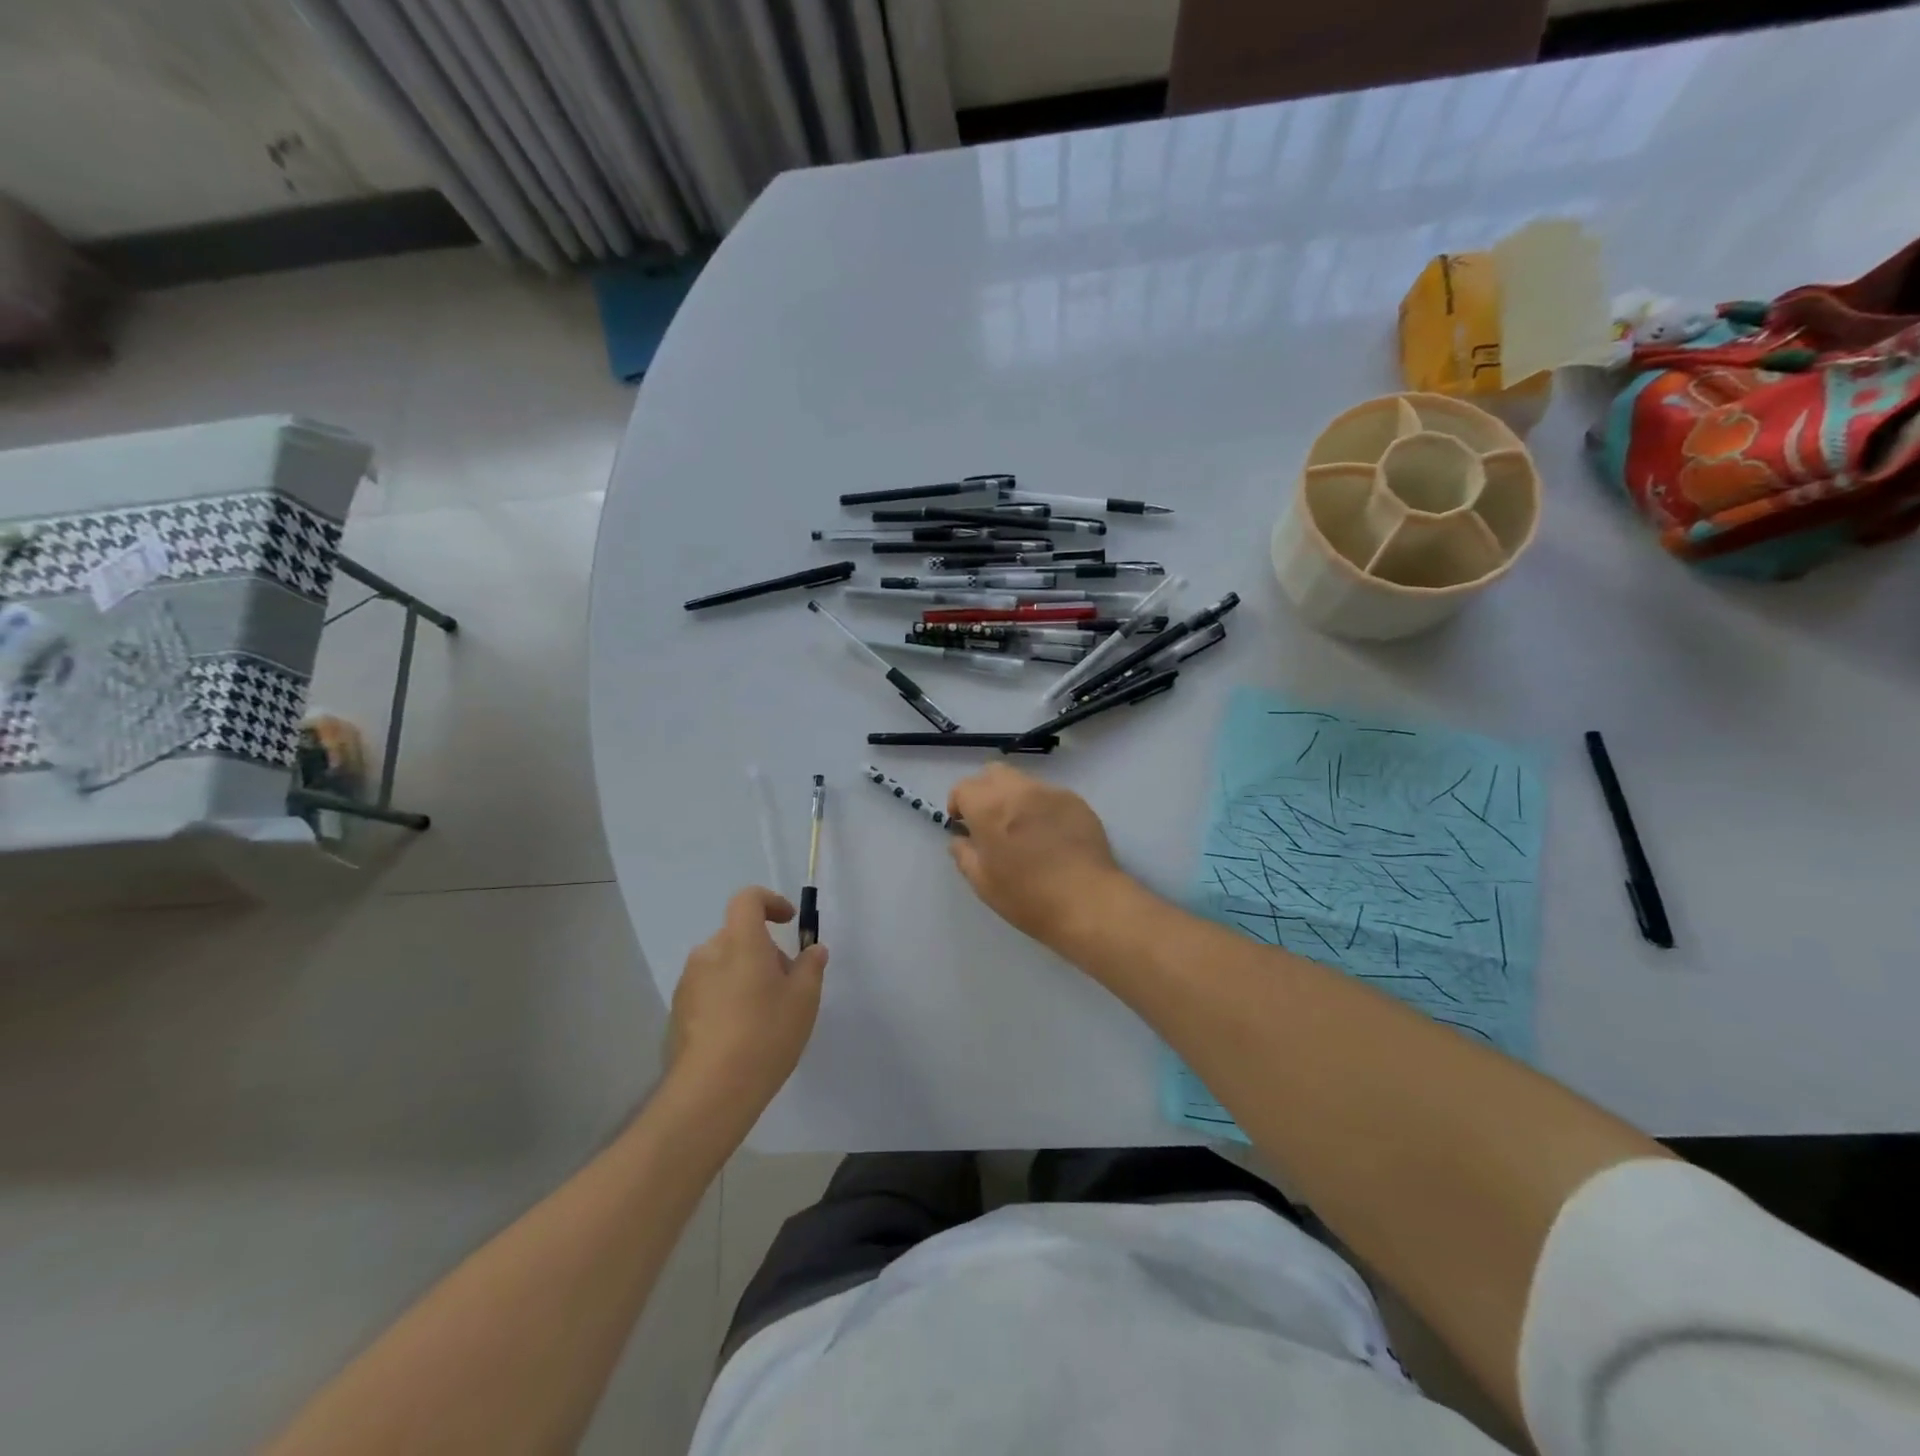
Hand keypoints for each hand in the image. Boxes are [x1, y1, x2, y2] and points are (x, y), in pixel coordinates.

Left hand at [667, 888, 826, 1125]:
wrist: (711, 1091)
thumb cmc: (765, 1034)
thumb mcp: (804, 999)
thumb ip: (810, 966)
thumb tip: (812, 950)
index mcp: (740, 941)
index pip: (748, 899)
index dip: (770, 902)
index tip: (788, 922)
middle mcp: (709, 953)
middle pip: (738, 935)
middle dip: (763, 950)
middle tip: (786, 984)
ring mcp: (688, 983)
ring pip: (722, 964)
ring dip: (744, 974)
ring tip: (765, 1013)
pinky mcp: (677, 1012)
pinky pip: (708, 990)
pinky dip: (726, 997)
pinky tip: (741, 1033)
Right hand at [947, 764, 1128, 947]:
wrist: (1087, 901)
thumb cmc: (1027, 896)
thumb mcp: (983, 882)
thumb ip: (964, 854)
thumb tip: (961, 839)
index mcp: (989, 807)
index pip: (963, 787)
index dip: (958, 804)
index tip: (963, 825)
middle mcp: (1019, 790)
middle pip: (993, 773)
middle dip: (985, 791)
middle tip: (989, 820)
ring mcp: (1051, 792)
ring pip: (1024, 782)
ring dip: (1015, 799)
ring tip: (1024, 830)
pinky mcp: (1077, 802)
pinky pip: (1050, 796)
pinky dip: (1042, 808)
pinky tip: (1051, 836)